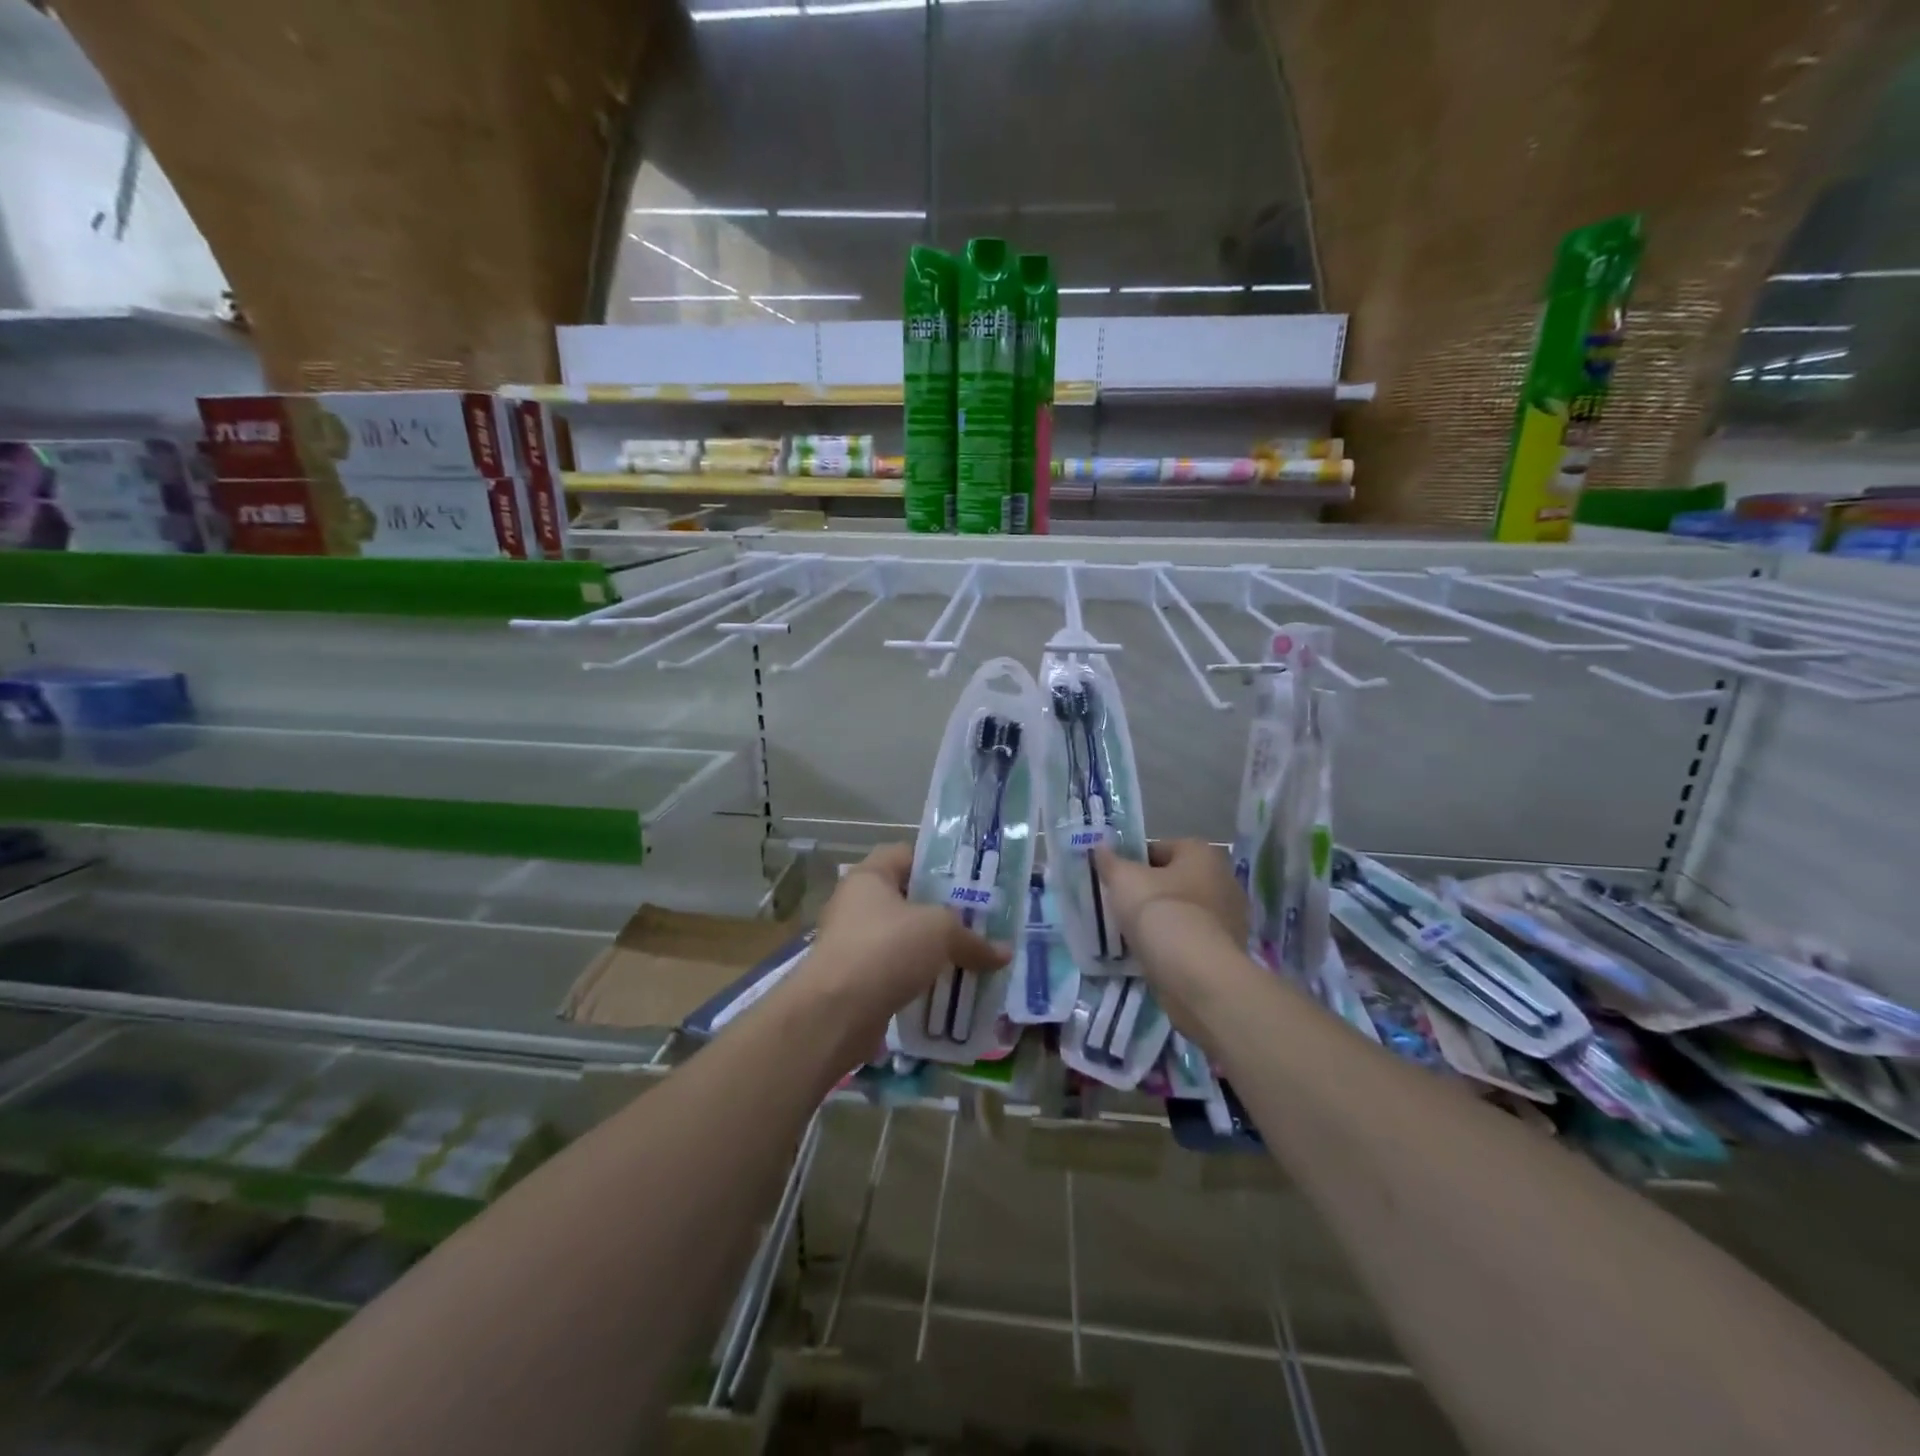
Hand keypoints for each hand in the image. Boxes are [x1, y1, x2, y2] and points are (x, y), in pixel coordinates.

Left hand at [806, 843, 1009, 1029]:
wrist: (835, 1013)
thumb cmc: (885, 949)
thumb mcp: (939, 932)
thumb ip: (973, 939)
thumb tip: (1005, 953)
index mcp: (870, 877)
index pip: (906, 855)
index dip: (938, 863)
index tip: (970, 880)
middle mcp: (856, 905)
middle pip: (908, 899)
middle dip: (943, 912)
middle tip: (979, 921)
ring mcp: (854, 944)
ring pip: (904, 939)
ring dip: (933, 949)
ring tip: (972, 957)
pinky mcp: (856, 981)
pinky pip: (897, 971)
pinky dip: (920, 978)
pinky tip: (949, 989)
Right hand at [1093, 839, 1251, 1056]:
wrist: (1196, 976)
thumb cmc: (1160, 912)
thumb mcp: (1123, 880)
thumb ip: (1110, 861)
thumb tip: (1100, 848)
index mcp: (1202, 854)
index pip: (1159, 848)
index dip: (1132, 860)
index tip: (1112, 878)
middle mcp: (1223, 879)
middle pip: (1173, 880)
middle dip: (1147, 890)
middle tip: (1119, 904)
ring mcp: (1229, 918)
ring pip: (1181, 911)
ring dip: (1160, 919)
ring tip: (1130, 932)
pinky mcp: (1226, 951)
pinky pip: (1189, 938)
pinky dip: (1172, 943)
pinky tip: (1150, 953)